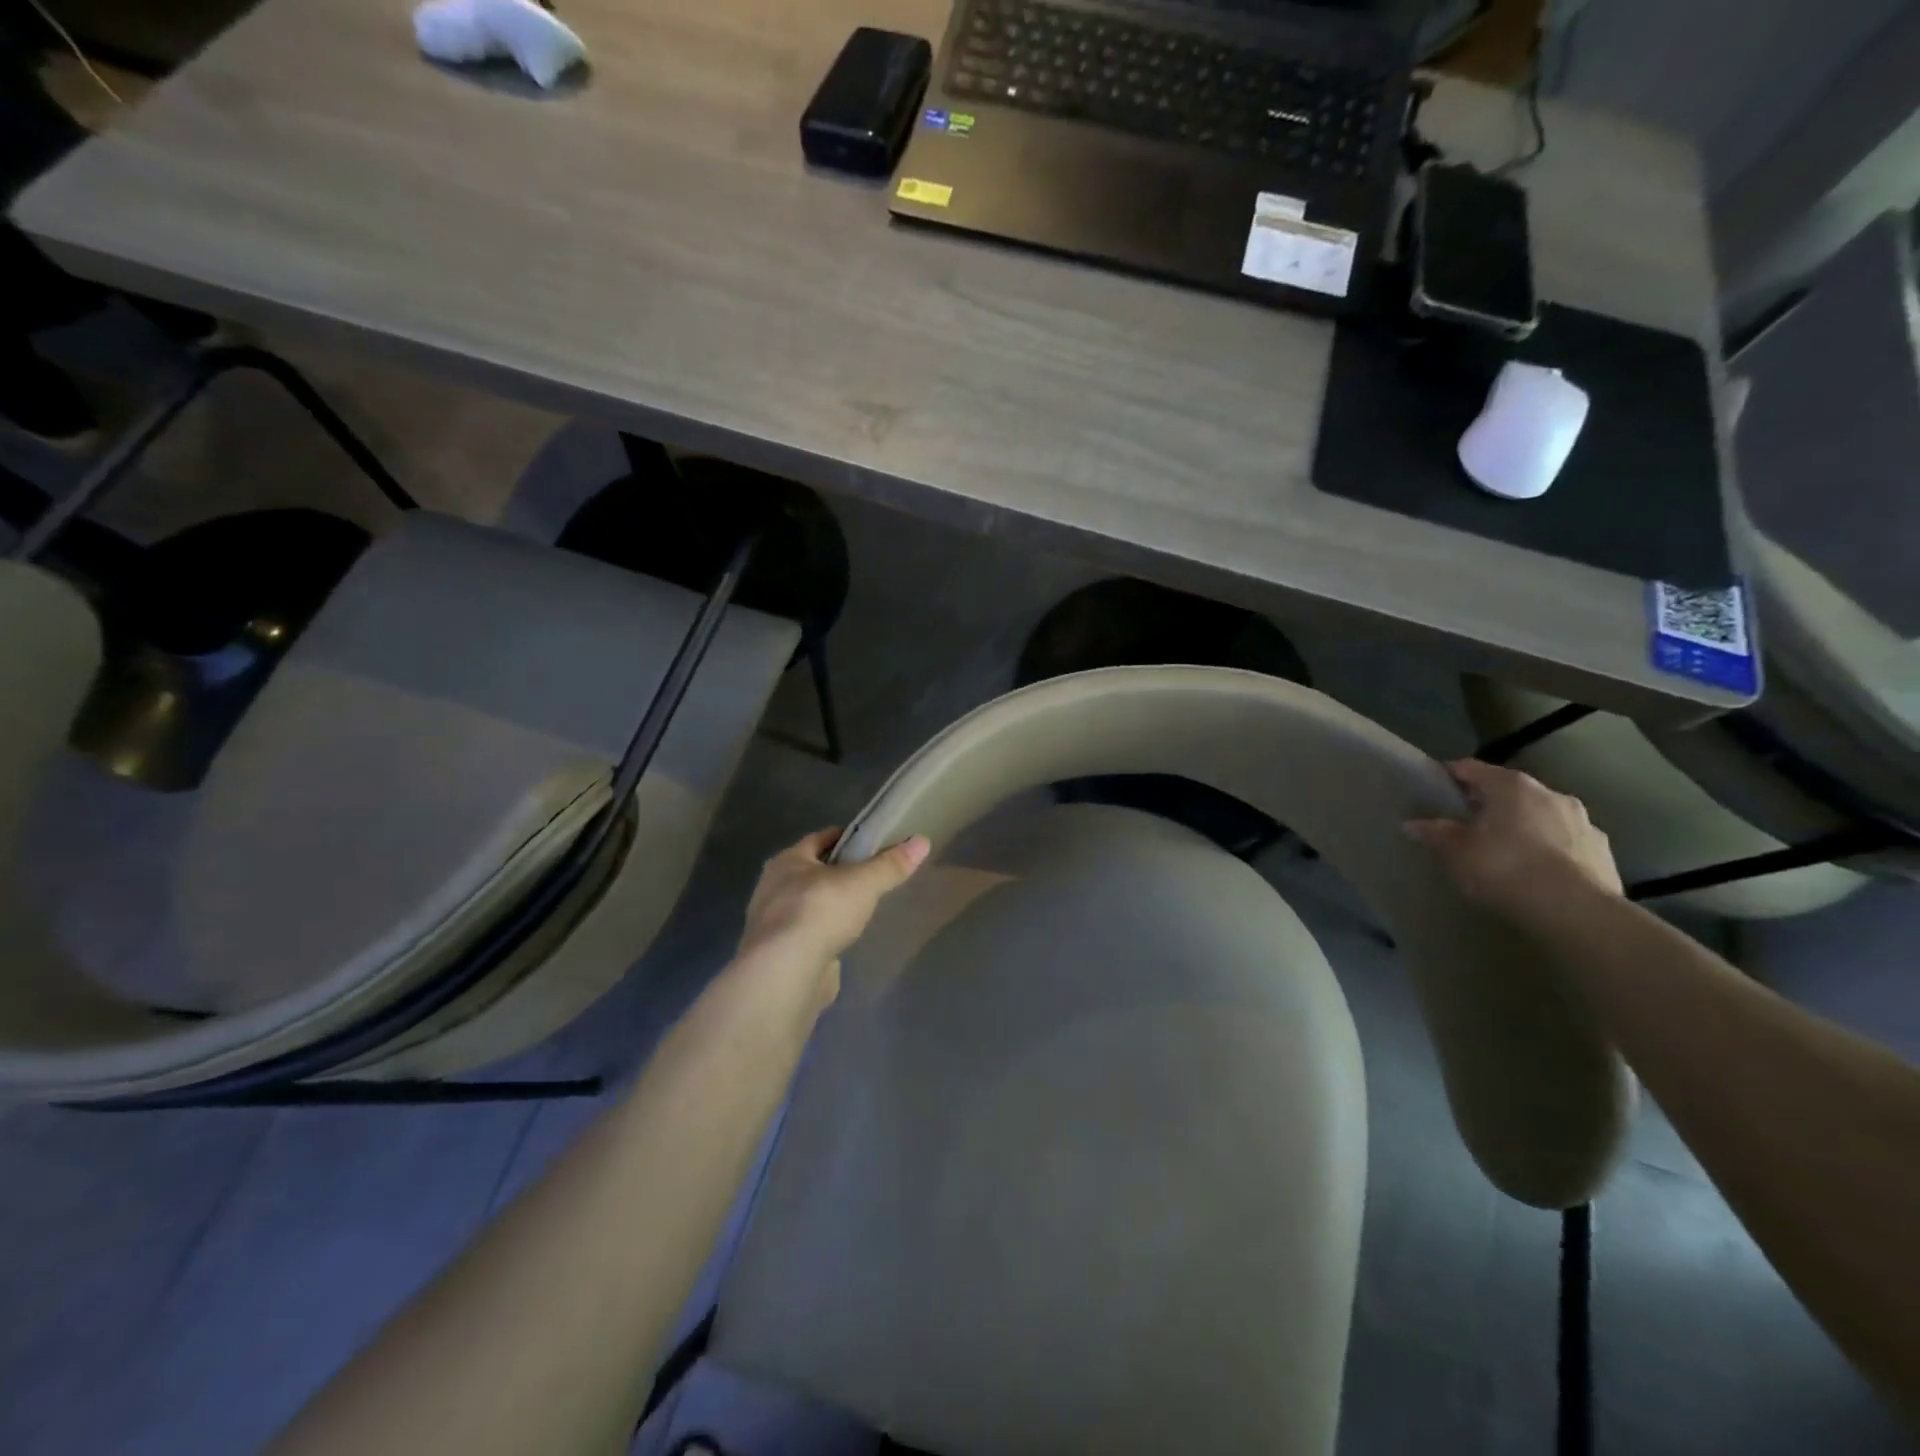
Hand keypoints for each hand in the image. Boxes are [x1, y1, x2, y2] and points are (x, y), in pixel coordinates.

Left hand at [736, 828, 930, 985]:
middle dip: (838, 872)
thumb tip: (922, 841)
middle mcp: (774, 887)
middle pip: (812, 871)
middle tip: (870, 876)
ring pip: (808, 904)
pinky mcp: (779, 953)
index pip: (819, 839)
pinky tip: (843, 939)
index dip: (845, 837)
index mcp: (787, 861)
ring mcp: (773, 923)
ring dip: (829, 904)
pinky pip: (807, 934)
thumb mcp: (863, 883)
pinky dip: (824, 933)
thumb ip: (890, 865)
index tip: (871, 842)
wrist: (785, 973)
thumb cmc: (820, 912)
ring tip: (860, 908)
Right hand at [1405, 759, 1621, 917]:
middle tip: (1467, 823)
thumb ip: (1436, 833)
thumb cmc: (1506, 869)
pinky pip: (1566, 840)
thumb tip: (1413, 824)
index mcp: (1510, 786)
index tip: (1435, 789)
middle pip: (1509, 790)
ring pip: (1542, 814)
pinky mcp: (1602, 850)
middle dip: (1489, 803)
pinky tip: (1539, 869)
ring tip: (1506, 849)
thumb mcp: (1457, 852)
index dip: (1449, 775)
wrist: (1576, 911)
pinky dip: (1550, 847)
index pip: (1470, 768)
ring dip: (1524, 824)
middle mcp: (1549, 793)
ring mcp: (1582, 821)